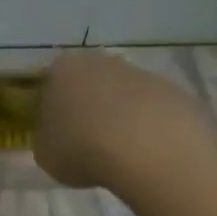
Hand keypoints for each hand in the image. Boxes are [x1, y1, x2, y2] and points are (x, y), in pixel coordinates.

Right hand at [34, 51, 210, 189]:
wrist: (147, 148)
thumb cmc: (82, 149)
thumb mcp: (45, 154)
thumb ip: (47, 139)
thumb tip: (58, 136)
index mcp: (61, 71)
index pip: (49, 86)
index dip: (50, 112)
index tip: (56, 135)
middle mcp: (99, 61)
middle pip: (88, 85)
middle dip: (87, 110)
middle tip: (86, 144)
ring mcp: (139, 72)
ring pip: (121, 96)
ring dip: (118, 118)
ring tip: (119, 154)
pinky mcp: (171, 89)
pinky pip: (150, 110)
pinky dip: (146, 127)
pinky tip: (145, 152)